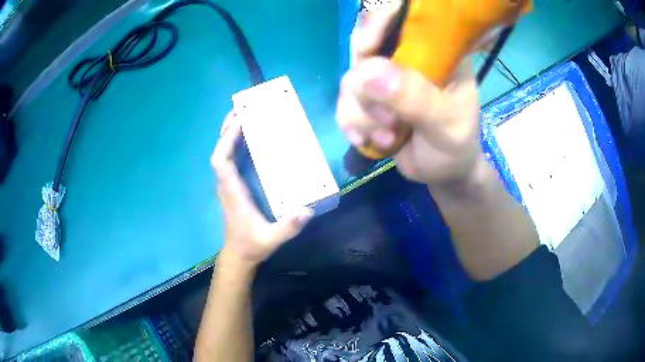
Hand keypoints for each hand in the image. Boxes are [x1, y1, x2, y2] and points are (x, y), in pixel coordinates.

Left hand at [211, 112, 313, 267]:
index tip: (240, 122)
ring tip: (244, 115)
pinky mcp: (232, 186)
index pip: (221, 161)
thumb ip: (289, 227)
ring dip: (230, 133)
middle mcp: (226, 184)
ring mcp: (228, 184)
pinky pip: (230, 159)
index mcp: (232, 192)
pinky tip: (247, 136)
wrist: (239, 254)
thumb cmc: (252, 245)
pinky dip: (235, 143)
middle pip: (219, 151)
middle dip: (227, 128)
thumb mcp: (272, 239)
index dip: (227, 140)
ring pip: (223, 153)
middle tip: (242, 109)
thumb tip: (308, 210)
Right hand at [337, 3, 482, 186]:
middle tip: (387, 118)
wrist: (443, 174)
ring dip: (362, 113)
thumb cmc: (456, 147)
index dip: (379, 23)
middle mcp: (408, 58)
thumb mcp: (446, 126)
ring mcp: (387, 78)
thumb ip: (416, 98)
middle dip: (368, 87)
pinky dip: (352, 124)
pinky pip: (345, 102)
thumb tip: (368, 71)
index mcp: (437, 51)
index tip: (367, 49)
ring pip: (351, 79)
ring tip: (388, 137)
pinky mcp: (370, 99)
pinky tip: (370, 141)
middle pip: (366, 48)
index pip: (404, 17)